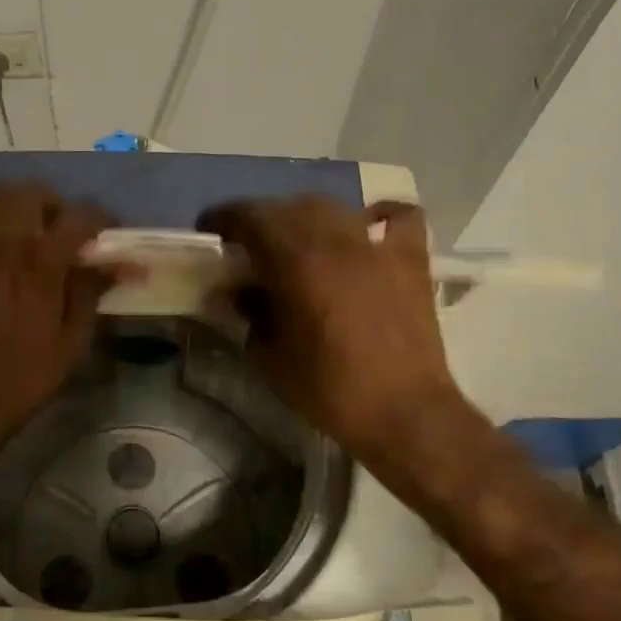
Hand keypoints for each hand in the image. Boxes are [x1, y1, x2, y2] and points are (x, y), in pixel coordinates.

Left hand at [0, 185, 125, 460]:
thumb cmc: (16, 383)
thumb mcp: (70, 345)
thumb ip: (91, 294)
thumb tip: (122, 264)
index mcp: (41, 262)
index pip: (81, 217)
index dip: (99, 220)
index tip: (104, 232)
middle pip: (30, 192)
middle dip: (50, 206)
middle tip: (54, 233)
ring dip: (2, 213)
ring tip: (6, 238)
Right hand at [199, 196, 468, 463]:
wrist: (404, 413)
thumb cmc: (329, 389)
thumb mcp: (270, 357)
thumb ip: (248, 314)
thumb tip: (235, 291)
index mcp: (296, 262)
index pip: (251, 217)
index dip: (224, 217)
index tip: (209, 230)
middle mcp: (335, 240)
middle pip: (289, 207)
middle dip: (262, 219)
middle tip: (247, 245)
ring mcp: (376, 246)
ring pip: (333, 208)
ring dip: (305, 216)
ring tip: (296, 240)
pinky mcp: (410, 259)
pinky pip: (397, 217)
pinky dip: (377, 216)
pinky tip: (364, 229)